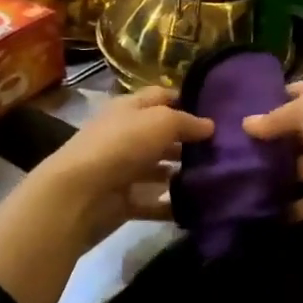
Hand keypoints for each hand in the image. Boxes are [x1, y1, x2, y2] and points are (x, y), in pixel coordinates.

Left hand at [34, 87, 214, 248]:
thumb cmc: (122, 145)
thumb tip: (210, 125)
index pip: (160, 96)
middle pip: (161, 135)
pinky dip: (171, 205)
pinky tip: (196, 206)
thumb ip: (187, 122)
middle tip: (223, 149)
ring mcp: (123, 170)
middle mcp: (125, 135)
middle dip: (188, 141)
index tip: (216, 111)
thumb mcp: (161, 122)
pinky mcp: (123, 201)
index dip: (185, 100)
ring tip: (215, 177)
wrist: (79, 193)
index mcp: (129, 109)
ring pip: (158, 169)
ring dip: (182, 173)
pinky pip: (153, 202)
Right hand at [247, 78, 302, 302]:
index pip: (302, 92)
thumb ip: (278, 117)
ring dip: (273, 170)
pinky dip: (286, 205)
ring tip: (234, 173)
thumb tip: (248, 124)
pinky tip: (254, 205)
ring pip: (299, 164)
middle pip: (299, 129)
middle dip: (269, 136)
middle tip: (229, 143)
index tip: (239, 109)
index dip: (273, 99)